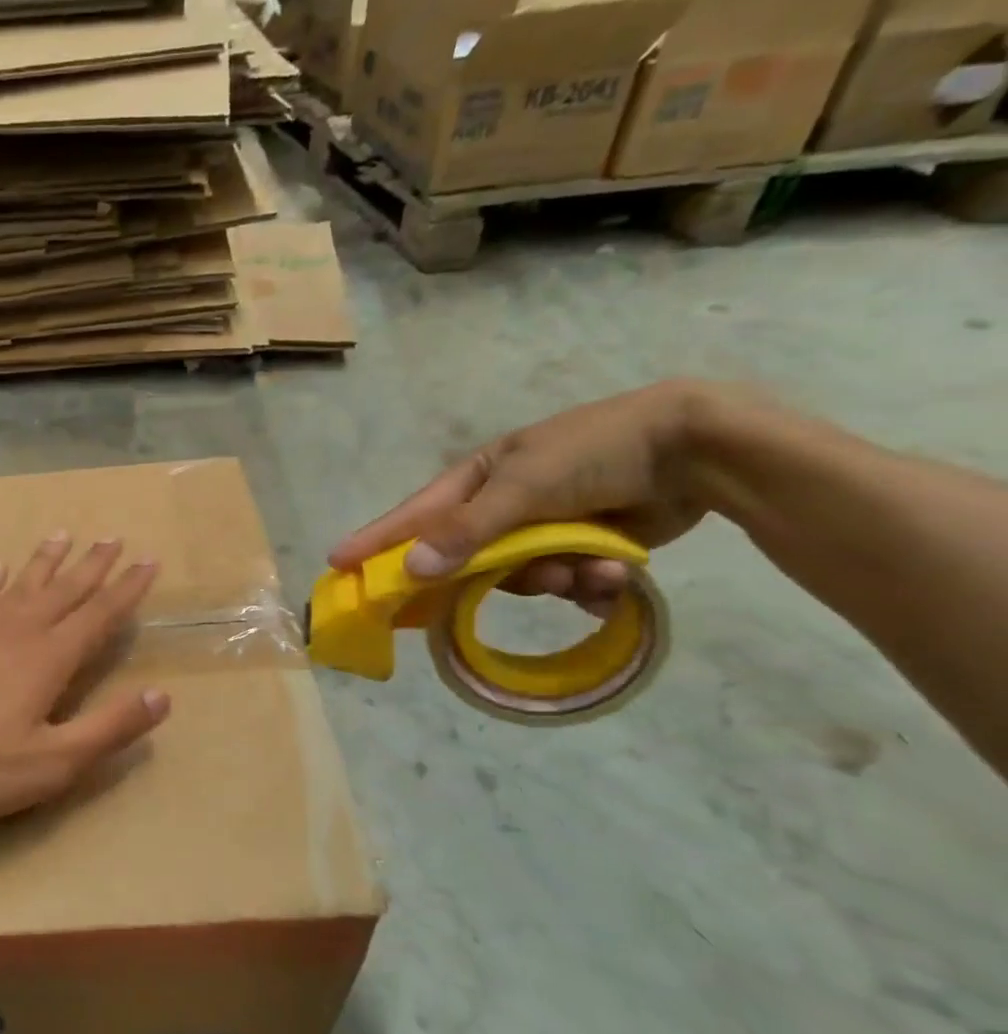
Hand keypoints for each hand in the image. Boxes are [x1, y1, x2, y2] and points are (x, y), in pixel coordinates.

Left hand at [0, 535, 169, 824]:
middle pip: (64, 590)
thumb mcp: (51, 763)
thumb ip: (109, 729)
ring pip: (21, 584)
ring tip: (63, 536)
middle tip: (113, 538)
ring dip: (46, 561)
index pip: (99, 615)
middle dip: (93, 565)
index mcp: (49, 658)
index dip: (128, 589)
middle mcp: (17, 630)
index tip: (148, 561)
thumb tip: (163, 696)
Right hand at [329, 381, 721, 614]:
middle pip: (466, 560)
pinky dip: (588, 585)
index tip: (337, 565)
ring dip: (554, 578)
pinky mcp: (582, 549)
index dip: (375, 542)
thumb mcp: (524, 486)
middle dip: (494, 575)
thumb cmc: (595, 451)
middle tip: (515, 582)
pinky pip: (564, 584)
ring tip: (589, 567)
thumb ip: (468, 531)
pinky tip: (614, 574)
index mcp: (476, 480)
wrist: (696, 448)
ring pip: (521, 578)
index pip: (412, 517)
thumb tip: (411, 571)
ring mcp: (542, 529)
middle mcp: (500, 508)